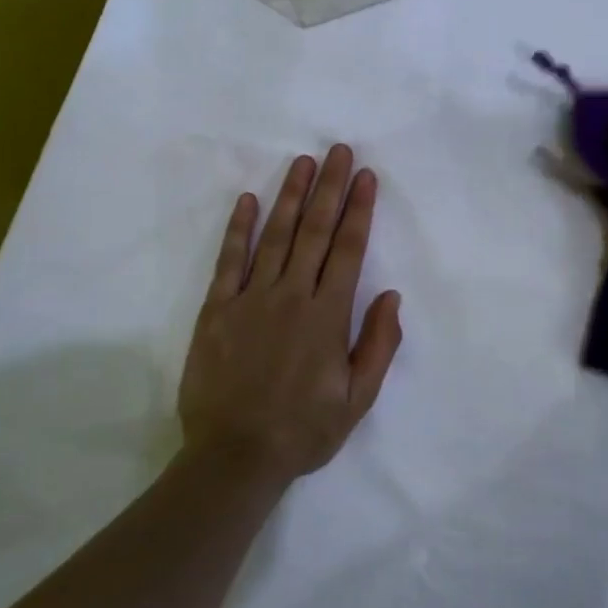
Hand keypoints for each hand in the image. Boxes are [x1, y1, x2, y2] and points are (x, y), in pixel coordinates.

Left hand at [178, 145, 402, 483]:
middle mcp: (291, 295)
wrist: (234, 457)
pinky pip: (229, 261)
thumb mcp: (358, 399)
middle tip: (339, 151)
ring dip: (291, 196)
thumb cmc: (303, 430)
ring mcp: (250, 299)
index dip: (359, 210)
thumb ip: (378, 345)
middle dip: (330, 188)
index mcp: (327, 315)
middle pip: (315, 231)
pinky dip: (239, 229)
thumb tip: (391, 296)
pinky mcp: (217, 310)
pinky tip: (247, 200)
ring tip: (303, 162)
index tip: (366, 177)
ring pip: (275, 236)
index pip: (348, 249)